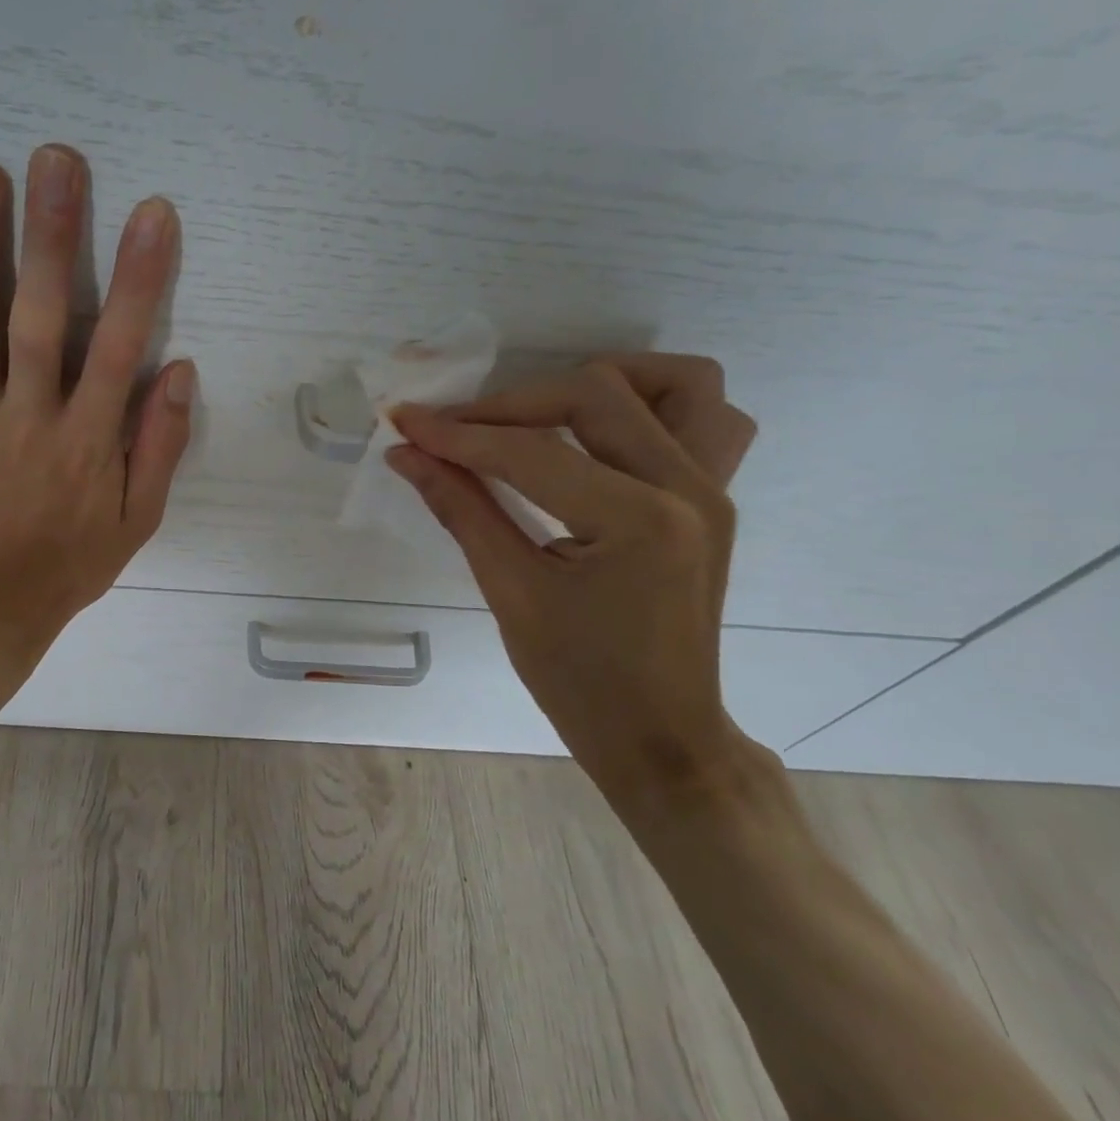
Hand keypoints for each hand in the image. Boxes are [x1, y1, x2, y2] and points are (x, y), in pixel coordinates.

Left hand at [0, 144, 195, 716]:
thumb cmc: (68, 566)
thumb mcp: (136, 522)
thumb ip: (159, 447)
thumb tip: (180, 371)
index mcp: (88, 440)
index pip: (117, 345)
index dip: (138, 277)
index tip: (152, 213)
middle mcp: (30, 416)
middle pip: (39, 315)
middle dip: (51, 235)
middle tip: (55, 158)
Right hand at [388, 355, 758, 813]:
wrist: (660, 737)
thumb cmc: (579, 681)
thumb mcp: (510, 593)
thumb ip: (460, 508)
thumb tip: (406, 454)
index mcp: (638, 522)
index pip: (530, 451)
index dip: (458, 434)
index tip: (404, 421)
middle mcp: (689, 489)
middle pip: (596, 394)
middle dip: (510, 404)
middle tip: (454, 430)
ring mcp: (715, 490)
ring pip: (679, 384)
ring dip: (602, 383)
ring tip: (540, 411)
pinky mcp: (715, 499)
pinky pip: (706, 419)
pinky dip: (650, 406)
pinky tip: (598, 435)